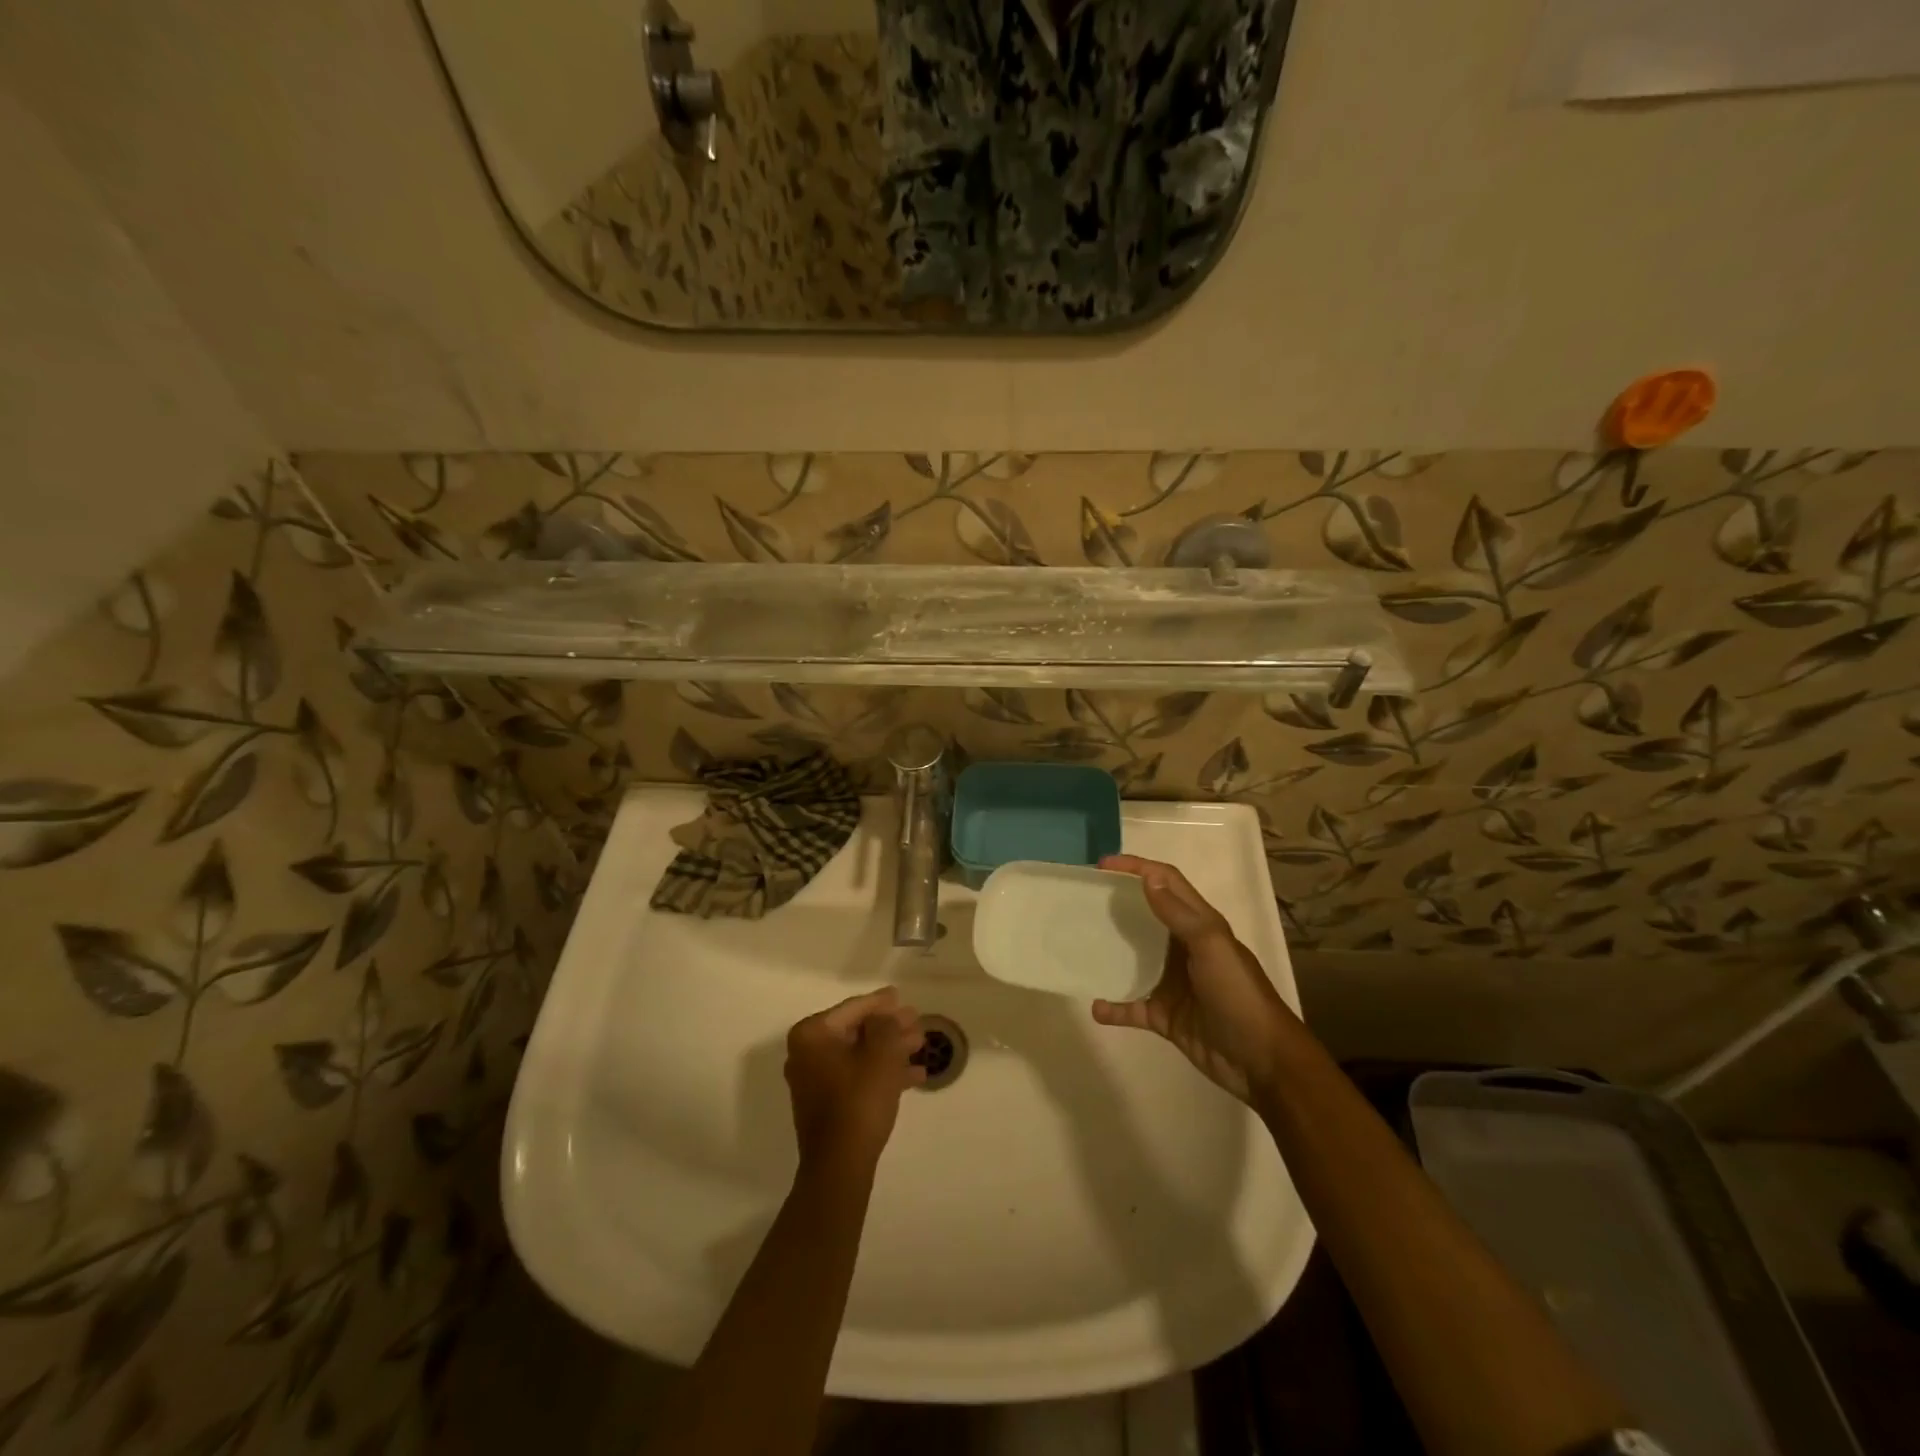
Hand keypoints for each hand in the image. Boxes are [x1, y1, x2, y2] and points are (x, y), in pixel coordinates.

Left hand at [785, 987, 926, 1172]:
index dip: (882, 1002)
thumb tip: (888, 1014)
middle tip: (917, 1022)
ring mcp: (815, 1080)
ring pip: (860, 1055)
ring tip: (920, 1045)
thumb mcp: (882, 1053)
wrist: (841, 1165)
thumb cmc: (859, 1100)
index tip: (902, 996)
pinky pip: (857, 1077)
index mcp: (812, 1034)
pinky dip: (882, 1073)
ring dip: (890, 1050)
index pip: (853, 1008)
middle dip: (889, 1027)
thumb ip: (887, 1025)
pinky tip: (914, 1076)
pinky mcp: (826, 1104)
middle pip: (857, 1031)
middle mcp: (807, 1053)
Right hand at [1091, 855, 1296, 1104]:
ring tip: (1079, 946)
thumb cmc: (1238, 995)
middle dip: (1118, 905)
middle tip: (1083, 900)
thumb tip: (1147, 879)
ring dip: (1110, 953)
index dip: (1138, 868)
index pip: (1167, 882)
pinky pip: (1132, 1007)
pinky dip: (1114, 1007)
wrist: (1262, 1062)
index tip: (1103, 865)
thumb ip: (1179, 914)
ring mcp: (1173, 983)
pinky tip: (1095, 1007)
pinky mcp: (1165, 1015)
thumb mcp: (1212, 947)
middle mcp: (1183, 948)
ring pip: (1134, 961)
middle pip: (1146, 916)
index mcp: (1200, 925)